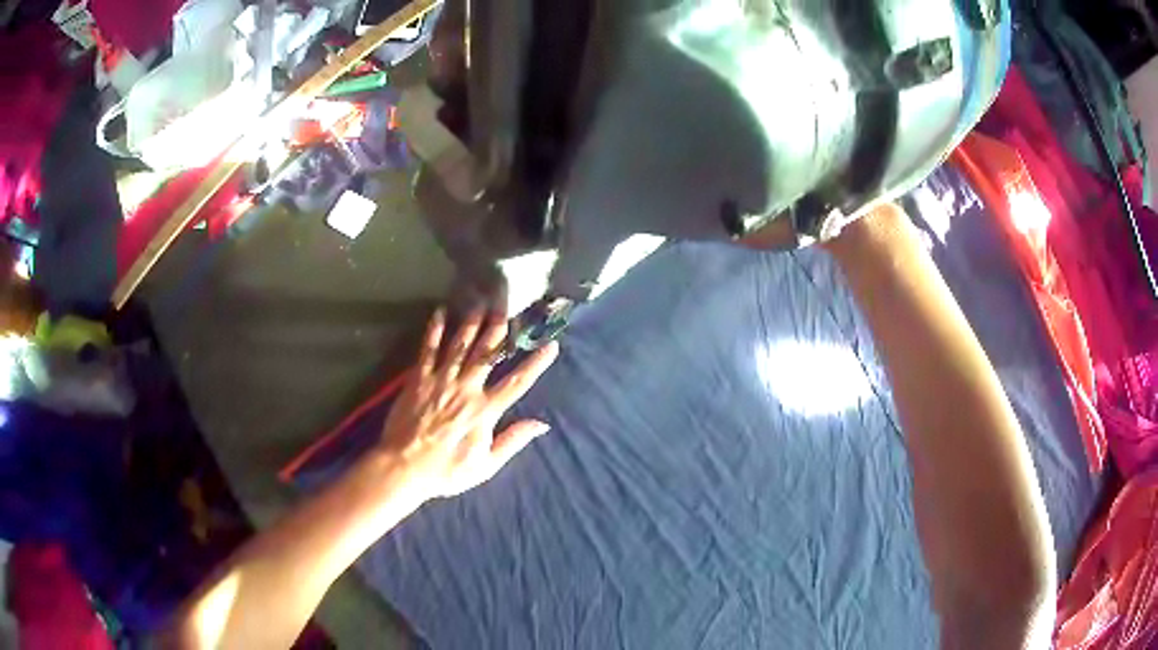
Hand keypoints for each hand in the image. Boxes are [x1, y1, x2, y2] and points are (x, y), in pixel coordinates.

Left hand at [378, 308, 558, 500]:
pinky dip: (434, 330)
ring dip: (471, 323)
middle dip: (498, 329)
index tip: (551, 345)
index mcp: (485, 410)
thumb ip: (513, 441)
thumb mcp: (486, 465)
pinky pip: (428, 349)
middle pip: (486, 353)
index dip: (536, 363)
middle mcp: (466, 388)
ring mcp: (440, 380)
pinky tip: (439, 313)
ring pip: (460, 345)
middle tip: (507, 307)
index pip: (517, 382)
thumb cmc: (446, 470)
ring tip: (480, 304)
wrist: (403, 467)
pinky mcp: (418, 379)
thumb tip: (542, 424)